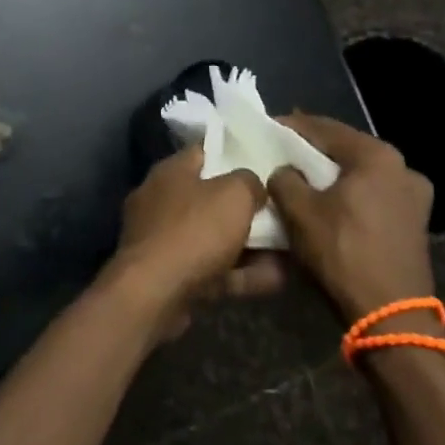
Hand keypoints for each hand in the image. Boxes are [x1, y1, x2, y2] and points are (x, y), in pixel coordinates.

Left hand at [105, 147, 277, 338]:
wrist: (155, 292)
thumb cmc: (194, 230)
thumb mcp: (234, 195)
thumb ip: (249, 182)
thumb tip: (253, 187)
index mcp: (170, 172)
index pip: (205, 152)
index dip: (235, 154)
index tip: (265, 163)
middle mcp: (161, 200)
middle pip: (211, 198)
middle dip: (246, 208)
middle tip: (280, 212)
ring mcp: (163, 240)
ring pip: (214, 237)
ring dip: (250, 246)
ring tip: (289, 250)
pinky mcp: (169, 275)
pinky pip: (212, 268)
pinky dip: (241, 273)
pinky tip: (276, 279)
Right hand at [266, 114, 435, 327]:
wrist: (391, 314)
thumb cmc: (343, 252)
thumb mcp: (299, 211)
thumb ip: (284, 179)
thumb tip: (284, 172)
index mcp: (377, 156)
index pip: (325, 128)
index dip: (292, 126)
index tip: (267, 127)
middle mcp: (403, 167)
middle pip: (346, 149)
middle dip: (313, 151)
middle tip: (281, 152)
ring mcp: (415, 196)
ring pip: (361, 174)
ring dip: (332, 174)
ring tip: (301, 178)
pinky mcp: (414, 222)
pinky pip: (372, 195)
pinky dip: (349, 194)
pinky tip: (328, 203)